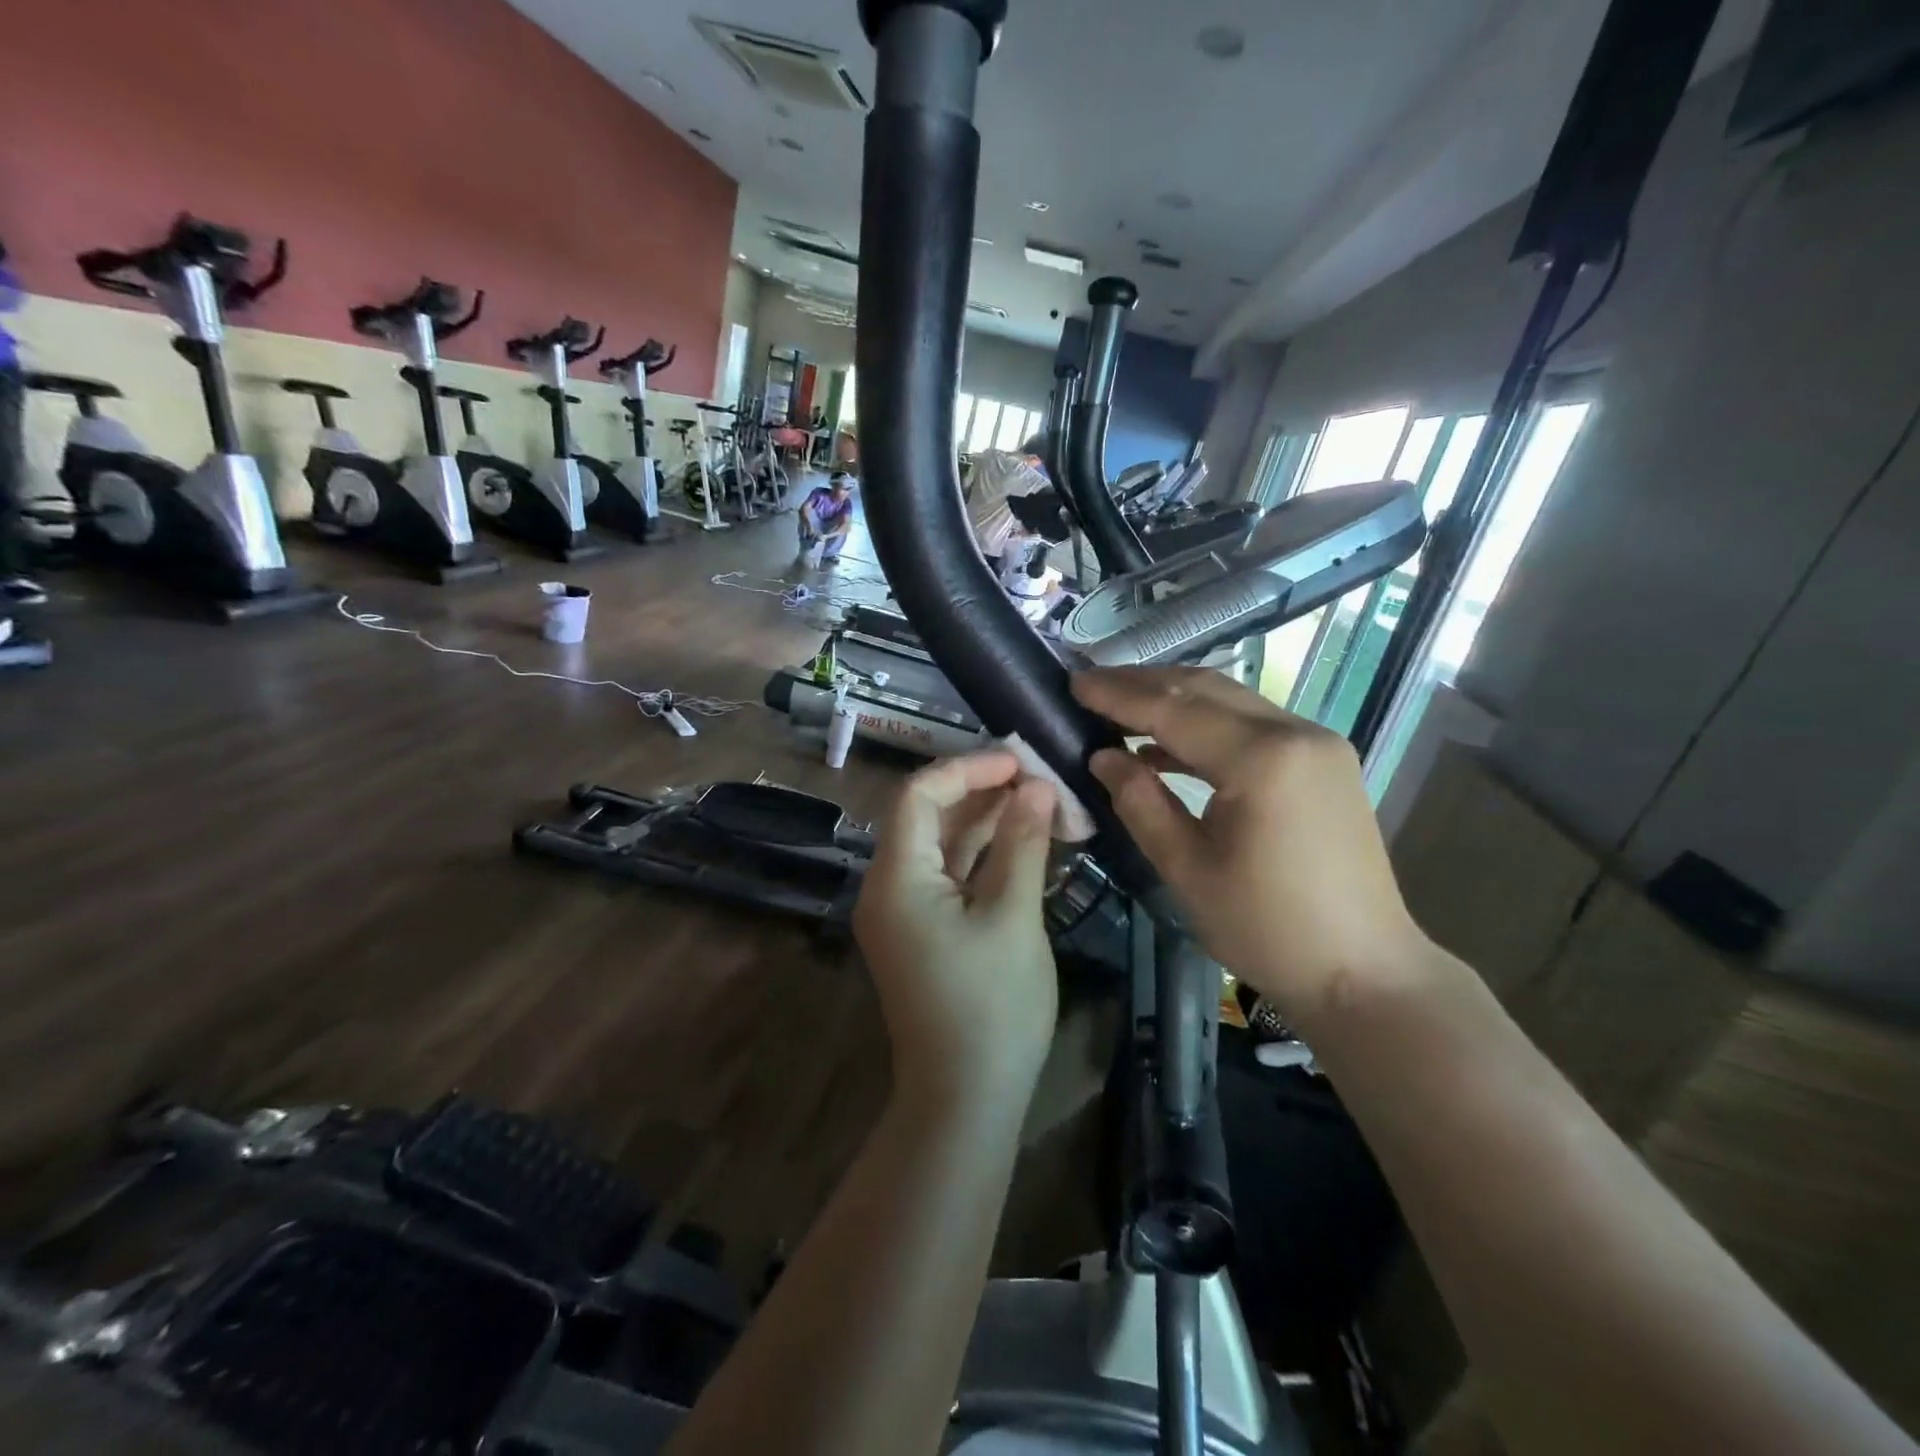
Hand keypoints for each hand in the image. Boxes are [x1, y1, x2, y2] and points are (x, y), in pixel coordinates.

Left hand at [853, 753, 1059, 1103]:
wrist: (966, 1099)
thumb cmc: (991, 1006)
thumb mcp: (1013, 916)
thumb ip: (1022, 843)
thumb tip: (1036, 786)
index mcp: (895, 877)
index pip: (918, 795)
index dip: (967, 769)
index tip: (1018, 761)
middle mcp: (888, 886)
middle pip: (929, 817)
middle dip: (982, 792)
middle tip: (1037, 777)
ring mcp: (905, 911)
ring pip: (944, 846)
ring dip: (988, 822)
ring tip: (1040, 799)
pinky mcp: (926, 931)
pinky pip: (951, 877)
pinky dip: (984, 856)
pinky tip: (1025, 840)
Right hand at [1074, 668, 1432, 1025]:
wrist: (1365, 973)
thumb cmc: (1268, 929)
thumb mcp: (1187, 869)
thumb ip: (1140, 802)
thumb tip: (1103, 757)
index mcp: (1261, 760)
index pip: (1174, 709)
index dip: (1118, 695)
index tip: (1074, 683)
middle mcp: (1295, 733)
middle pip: (1205, 690)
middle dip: (1143, 683)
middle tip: (1090, 684)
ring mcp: (1317, 744)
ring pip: (1231, 701)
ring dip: (1174, 699)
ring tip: (1119, 706)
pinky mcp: (1324, 762)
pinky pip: (1253, 725)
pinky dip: (1207, 725)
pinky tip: (1167, 744)